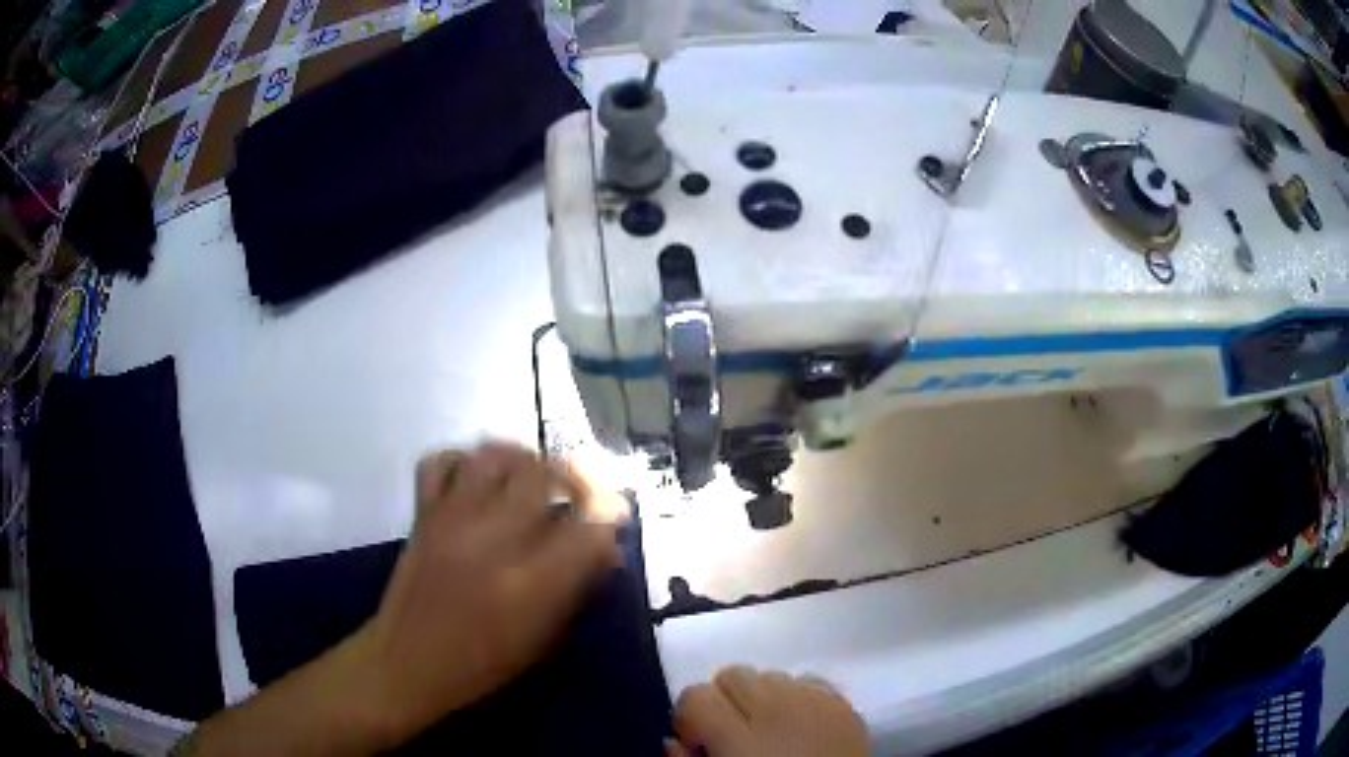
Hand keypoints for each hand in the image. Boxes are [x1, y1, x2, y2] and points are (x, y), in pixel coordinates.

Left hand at [356, 442, 622, 744]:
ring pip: (495, 456)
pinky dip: (464, 460)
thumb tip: (609, 550)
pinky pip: (440, 462)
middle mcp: (493, 540)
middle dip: (575, 477)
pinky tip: (479, 479)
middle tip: (580, 494)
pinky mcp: (423, 513)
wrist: (408, 662)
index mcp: (530, 585)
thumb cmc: (483, 665)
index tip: (614, 520)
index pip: (587, 526)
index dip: (610, 517)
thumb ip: (579, 589)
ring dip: (524, 460)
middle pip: (544, 475)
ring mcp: (452, 520)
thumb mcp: (544, 641)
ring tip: (534, 478)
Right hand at [665, 667, 868, 756]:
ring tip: (768, 730)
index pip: (696, 694)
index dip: (691, 718)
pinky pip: (809, 681)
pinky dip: (797, 697)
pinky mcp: (843, 703)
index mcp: (739, 735)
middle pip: (733, 674)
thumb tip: (674, 739)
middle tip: (732, 734)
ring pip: (771, 675)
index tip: (699, 741)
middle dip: (725, 700)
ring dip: (762, 697)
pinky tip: (798, 726)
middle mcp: (777, 707)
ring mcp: (816, 701)